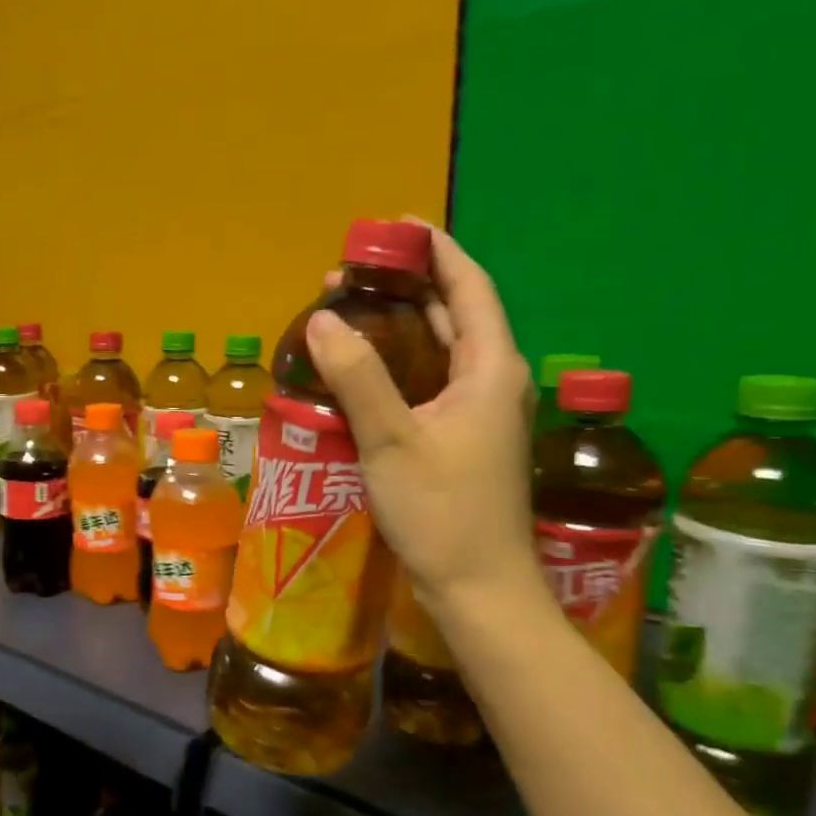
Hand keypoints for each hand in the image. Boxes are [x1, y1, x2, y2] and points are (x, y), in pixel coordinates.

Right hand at [306, 220, 543, 628]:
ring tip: (351, 308)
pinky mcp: (462, 438)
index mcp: (490, 368)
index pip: (468, 286)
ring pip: (441, 348)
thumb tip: (323, 317)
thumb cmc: (443, 512)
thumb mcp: (392, 440)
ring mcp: (478, 412)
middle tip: (351, 273)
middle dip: (406, 285)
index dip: (436, 250)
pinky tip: (364, 367)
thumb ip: (358, 376)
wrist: (477, 589)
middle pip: (453, 312)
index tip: (395, 226)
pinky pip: (431, 380)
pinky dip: (400, 362)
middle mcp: (492, 380)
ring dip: (401, 323)